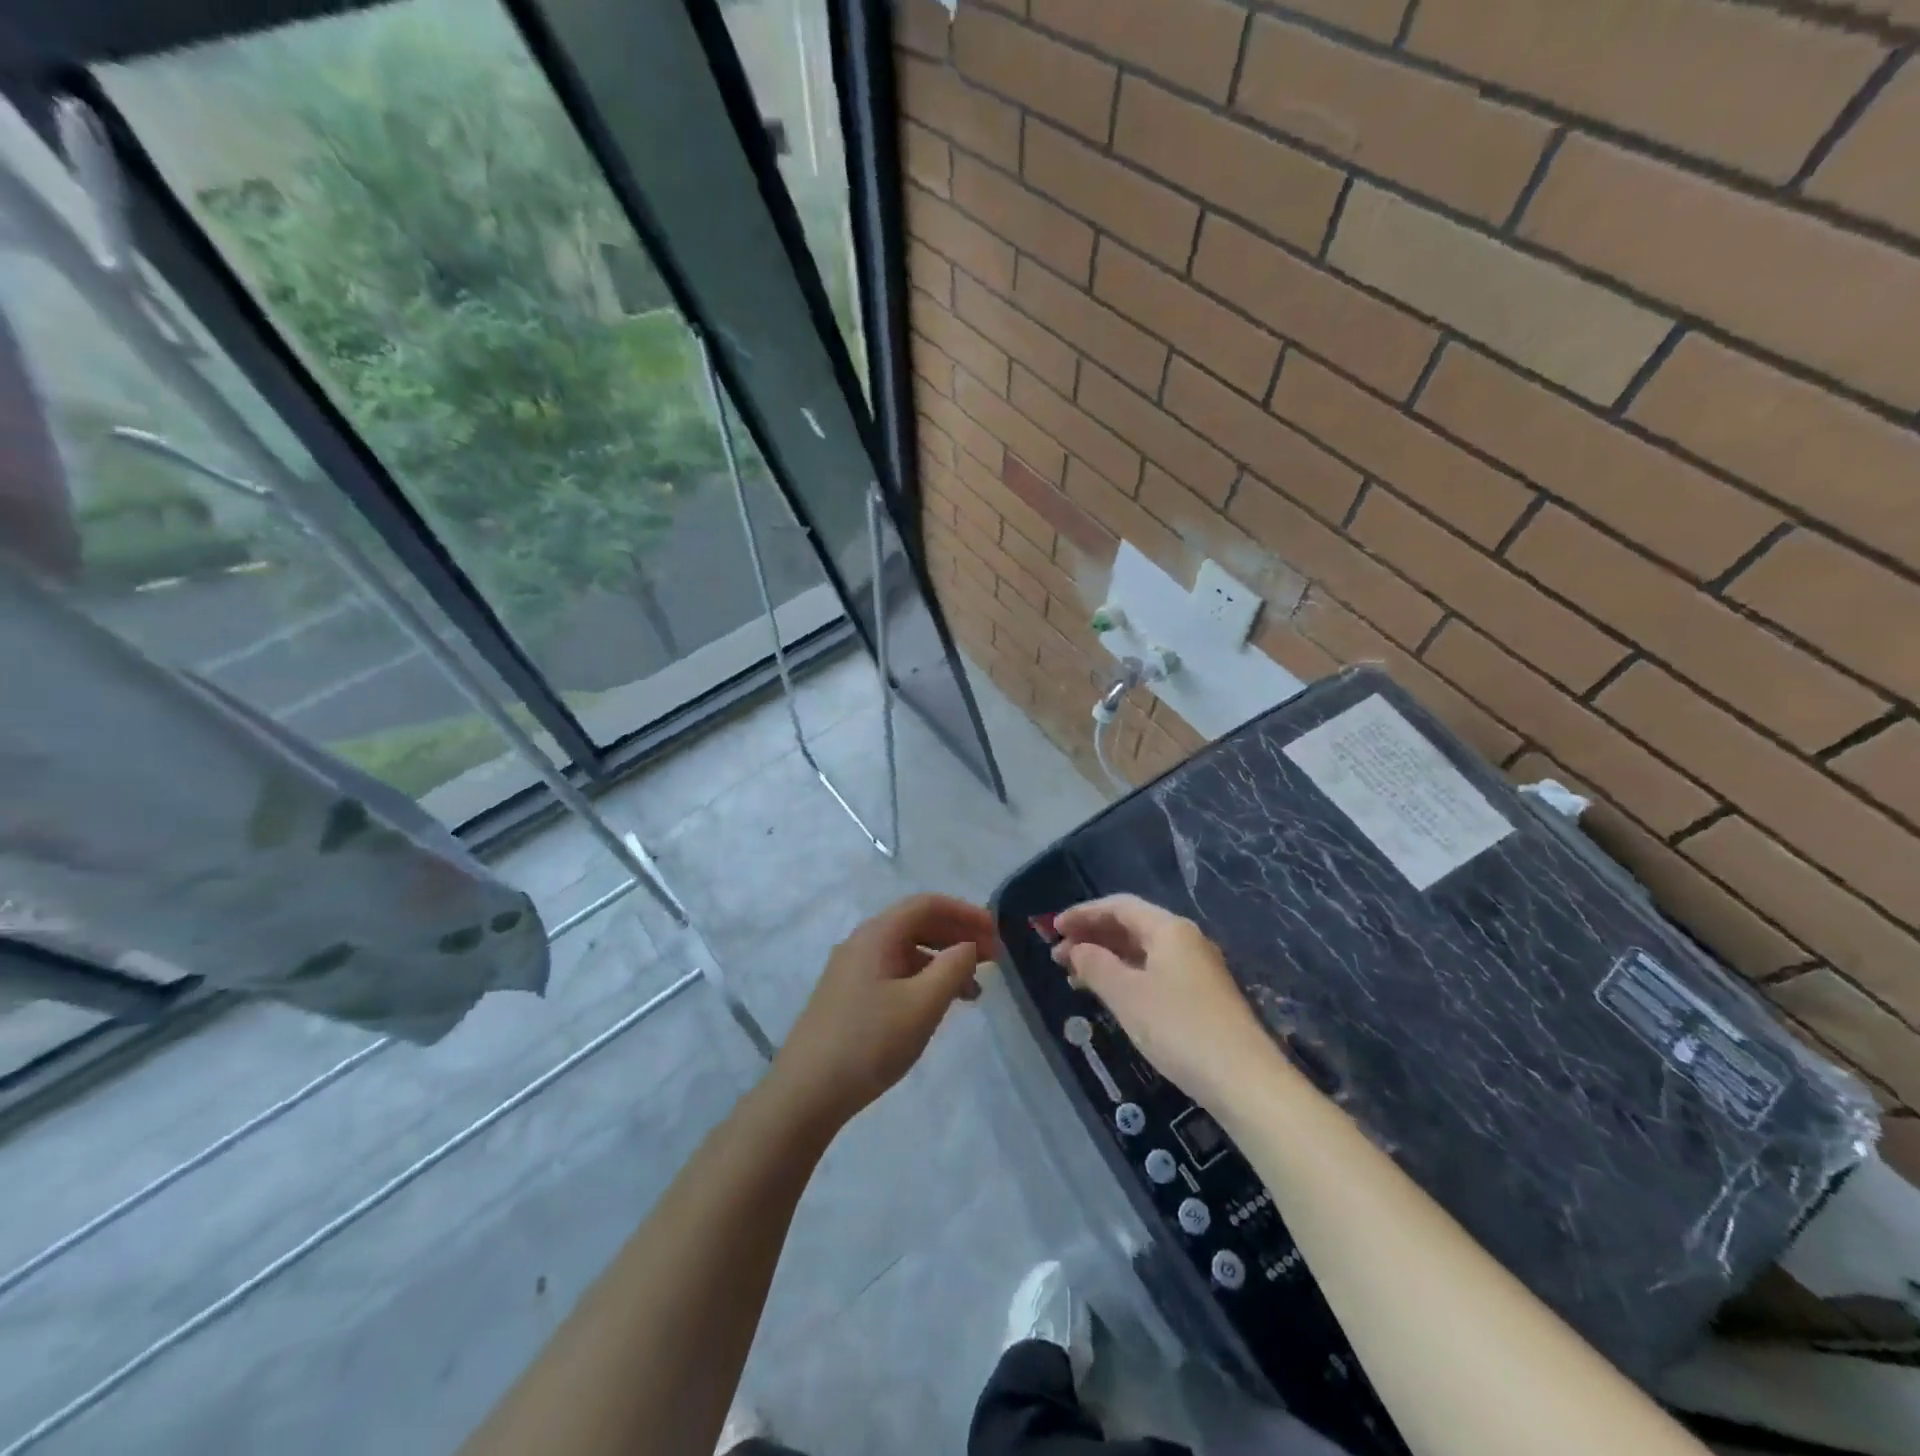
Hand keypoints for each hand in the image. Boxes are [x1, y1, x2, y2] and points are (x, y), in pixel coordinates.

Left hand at [769, 894, 996, 1127]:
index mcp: (877, 935)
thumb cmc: (869, 1043)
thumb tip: (969, 946)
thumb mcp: (922, 1005)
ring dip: (942, 961)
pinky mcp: (848, 995)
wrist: (805, 1093)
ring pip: (906, 950)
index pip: (927, 904)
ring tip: (973, 990)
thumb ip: (953, 968)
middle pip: (916, 923)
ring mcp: (852, 969)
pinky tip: (938, 1006)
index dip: (965, 912)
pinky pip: (894, 972)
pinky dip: (923, 979)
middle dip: (957, 936)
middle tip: (993, 958)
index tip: (996, 932)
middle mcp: (862, 942)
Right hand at [1052, 894, 1270, 1108]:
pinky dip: (1126, 976)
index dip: (1083, 913)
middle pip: (1131, 926)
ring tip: (1074, 976)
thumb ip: (1095, 965)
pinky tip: (1109, 995)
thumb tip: (1076, 949)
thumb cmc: (1178, 1028)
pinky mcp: (1201, 996)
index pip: (1119, 906)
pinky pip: (1153, 972)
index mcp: (1169, 929)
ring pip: (1142, 951)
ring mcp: (1196, 969)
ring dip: (1107, 958)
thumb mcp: (1127, 995)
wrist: (1244, 1080)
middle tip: (1058, 955)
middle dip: (1092, 936)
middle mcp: (1185, 940)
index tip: (1053, 928)